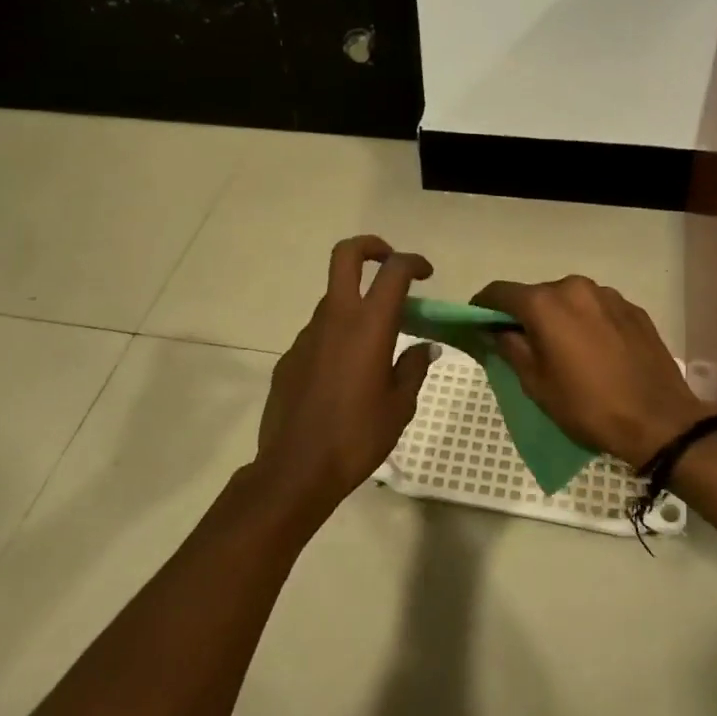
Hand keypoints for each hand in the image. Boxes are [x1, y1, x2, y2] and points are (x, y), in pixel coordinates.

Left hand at [251, 236, 438, 527]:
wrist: (296, 468)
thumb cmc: (358, 436)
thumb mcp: (400, 406)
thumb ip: (413, 368)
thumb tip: (423, 347)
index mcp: (369, 326)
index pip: (393, 271)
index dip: (413, 262)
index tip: (426, 274)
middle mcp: (335, 318)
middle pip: (346, 256)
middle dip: (371, 247)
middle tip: (390, 264)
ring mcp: (307, 335)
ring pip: (333, 300)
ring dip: (355, 305)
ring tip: (375, 344)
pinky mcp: (290, 356)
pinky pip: (319, 334)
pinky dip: (336, 338)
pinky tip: (345, 376)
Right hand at [472, 276, 705, 465]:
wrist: (659, 420)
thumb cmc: (588, 406)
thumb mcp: (536, 384)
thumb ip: (510, 348)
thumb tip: (496, 330)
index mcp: (546, 304)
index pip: (500, 292)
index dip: (483, 306)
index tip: (477, 323)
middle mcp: (575, 287)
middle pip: (536, 294)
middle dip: (523, 314)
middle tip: (521, 344)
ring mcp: (608, 295)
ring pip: (568, 299)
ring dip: (557, 317)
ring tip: (562, 349)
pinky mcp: (633, 309)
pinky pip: (596, 308)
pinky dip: (585, 322)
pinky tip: (593, 351)